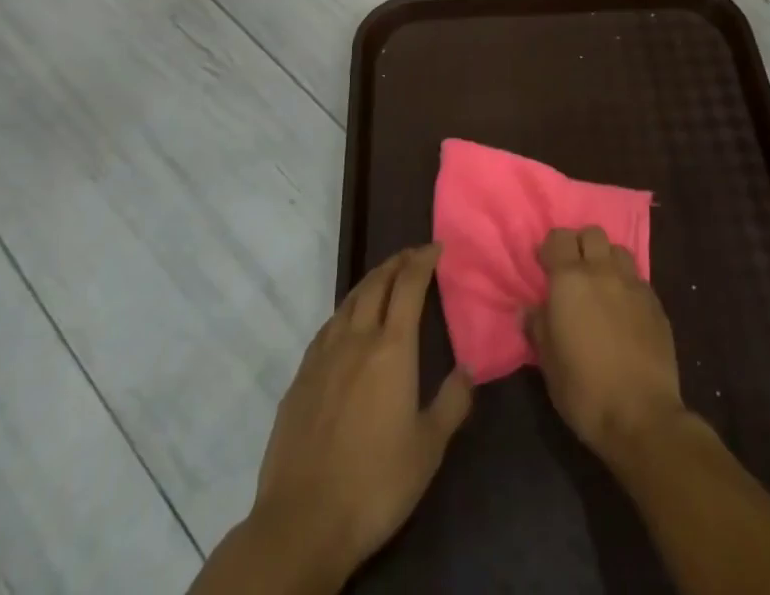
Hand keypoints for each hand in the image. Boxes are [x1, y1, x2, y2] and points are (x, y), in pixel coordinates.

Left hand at [247, 245, 472, 589]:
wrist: (303, 521)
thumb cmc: (375, 484)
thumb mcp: (428, 449)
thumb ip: (452, 403)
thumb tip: (468, 368)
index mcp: (391, 349)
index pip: (409, 286)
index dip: (423, 261)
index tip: (436, 247)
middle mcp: (356, 339)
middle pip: (376, 284)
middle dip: (397, 263)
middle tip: (412, 255)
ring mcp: (323, 356)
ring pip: (349, 301)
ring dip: (370, 282)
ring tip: (384, 278)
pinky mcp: (300, 377)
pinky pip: (328, 327)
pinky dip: (345, 311)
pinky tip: (347, 323)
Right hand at [527, 226, 688, 466]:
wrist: (642, 416)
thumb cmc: (585, 389)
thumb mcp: (548, 362)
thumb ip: (538, 326)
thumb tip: (529, 309)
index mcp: (570, 280)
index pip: (558, 238)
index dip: (550, 248)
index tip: (544, 266)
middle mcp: (602, 271)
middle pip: (591, 233)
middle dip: (580, 245)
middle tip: (573, 271)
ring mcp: (633, 284)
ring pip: (618, 250)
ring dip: (606, 260)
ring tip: (601, 285)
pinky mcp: (655, 303)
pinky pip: (637, 278)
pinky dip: (626, 284)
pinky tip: (624, 309)